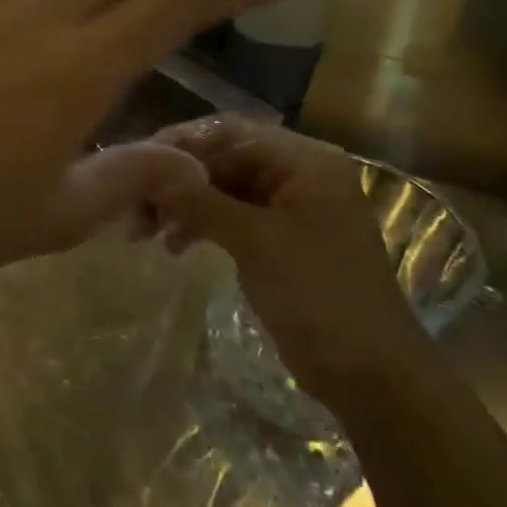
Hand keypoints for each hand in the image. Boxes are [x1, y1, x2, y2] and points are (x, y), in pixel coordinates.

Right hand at [148, 115, 431, 412]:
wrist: (371, 375)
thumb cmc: (320, 296)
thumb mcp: (256, 243)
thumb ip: (201, 201)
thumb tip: (149, 172)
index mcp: (305, 161)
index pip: (230, 131)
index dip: (180, 143)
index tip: (137, 166)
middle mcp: (298, 174)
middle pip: (223, 159)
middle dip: (177, 180)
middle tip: (135, 207)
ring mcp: (288, 208)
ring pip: (222, 189)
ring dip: (183, 204)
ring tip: (145, 231)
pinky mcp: (278, 239)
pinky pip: (230, 216)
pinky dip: (200, 225)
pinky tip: (174, 245)